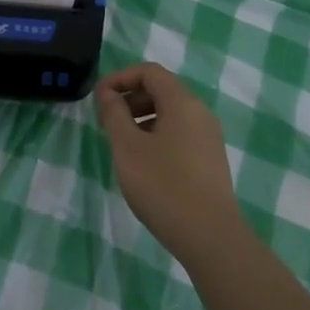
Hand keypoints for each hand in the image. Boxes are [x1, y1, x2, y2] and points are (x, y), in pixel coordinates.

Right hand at [95, 63, 246, 262]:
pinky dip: (157, 134)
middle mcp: (200, 113)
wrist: (210, 237)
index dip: (120, 78)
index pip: (149, 72)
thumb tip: (108, 94)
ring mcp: (208, 137)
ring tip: (122, 144)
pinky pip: (180, 133)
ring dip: (142, 117)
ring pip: (171, 113)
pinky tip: (144, 163)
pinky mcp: (210, 159)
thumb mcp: (128, 148)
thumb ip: (114, 115)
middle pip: (162, 90)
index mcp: (182, 102)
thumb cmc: (163, 186)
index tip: (99, 99)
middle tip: (107, 122)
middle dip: (130, 98)